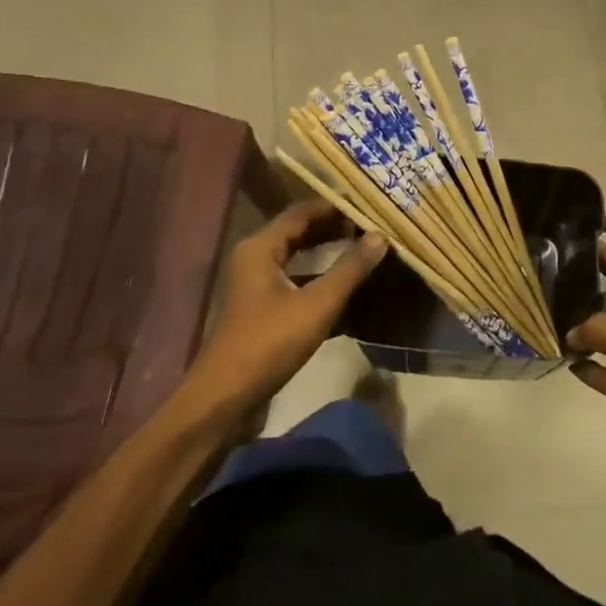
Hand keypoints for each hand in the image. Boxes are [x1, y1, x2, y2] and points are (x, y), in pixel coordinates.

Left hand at [185, 201, 386, 417]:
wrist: (226, 398)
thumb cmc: (269, 343)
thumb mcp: (317, 304)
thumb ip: (350, 269)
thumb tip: (380, 236)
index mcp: (261, 248)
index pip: (302, 212)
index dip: (335, 207)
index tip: (368, 207)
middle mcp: (256, 260)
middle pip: (300, 234)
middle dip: (335, 230)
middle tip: (373, 228)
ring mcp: (258, 287)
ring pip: (299, 261)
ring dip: (329, 257)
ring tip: (366, 254)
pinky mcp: (264, 312)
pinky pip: (297, 285)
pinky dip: (321, 283)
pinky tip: (350, 292)